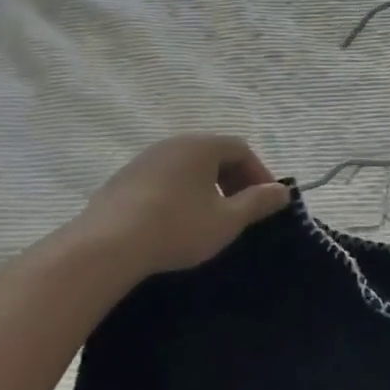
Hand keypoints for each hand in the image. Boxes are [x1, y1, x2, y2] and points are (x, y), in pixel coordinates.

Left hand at [69, 134, 291, 280]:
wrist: (107, 245)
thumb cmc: (177, 228)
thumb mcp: (226, 220)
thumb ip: (258, 202)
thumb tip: (282, 191)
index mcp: (202, 146)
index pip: (241, 149)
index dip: (258, 173)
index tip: (266, 202)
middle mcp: (173, 143)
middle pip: (213, 154)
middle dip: (233, 180)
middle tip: (241, 210)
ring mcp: (144, 159)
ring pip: (186, 167)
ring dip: (205, 187)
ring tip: (209, 218)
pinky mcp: (123, 179)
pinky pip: (163, 179)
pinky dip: (178, 194)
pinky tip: (174, 222)